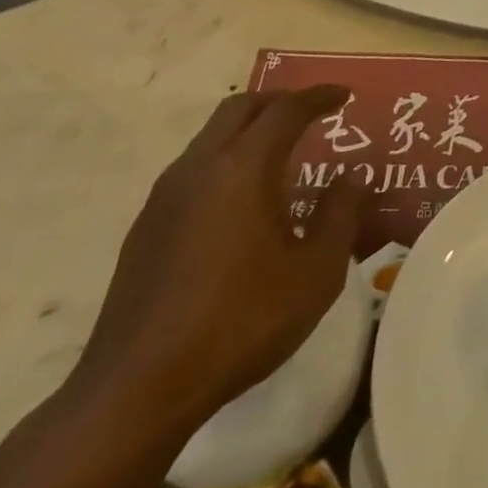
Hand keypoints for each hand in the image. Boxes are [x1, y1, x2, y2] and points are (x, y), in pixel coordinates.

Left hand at [73, 86, 361, 430]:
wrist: (135, 392)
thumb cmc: (241, 323)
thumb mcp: (316, 272)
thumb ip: (340, 215)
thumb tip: (351, 178)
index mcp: (244, 169)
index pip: (287, 111)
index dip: (320, 97)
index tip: (344, 95)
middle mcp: (199, 169)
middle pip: (240, 108)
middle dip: (280, 101)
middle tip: (312, 113)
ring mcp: (164, 199)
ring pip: (210, 137)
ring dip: (249, 130)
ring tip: (281, 154)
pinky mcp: (145, 230)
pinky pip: (193, 170)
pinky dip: (226, 161)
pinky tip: (242, 201)